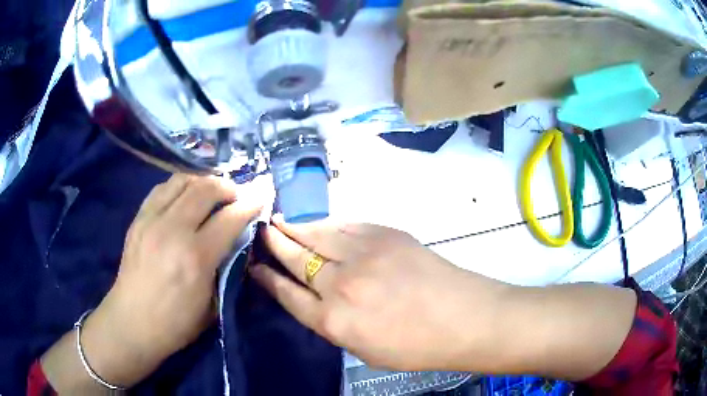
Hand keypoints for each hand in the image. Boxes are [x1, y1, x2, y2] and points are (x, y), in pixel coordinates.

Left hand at [81, 174, 261, 385]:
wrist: (132, 322)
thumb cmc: (176, 323)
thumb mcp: (213, 305)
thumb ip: (227, 268)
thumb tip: (238, 240)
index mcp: (196, 257)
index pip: (230, 217)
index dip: (251, 204)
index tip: (261, 197)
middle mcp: (173, 230)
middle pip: (206, 188)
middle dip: (228, 187)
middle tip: (236, 196)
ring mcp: (151, 220)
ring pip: (182, 180)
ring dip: (203, 182)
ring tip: (211, 193)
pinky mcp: (138, 219)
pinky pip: (162, 188)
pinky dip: (179, 186)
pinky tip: (184, 197)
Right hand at [250, 218, 509, 371]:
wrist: (463, 317)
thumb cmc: (416, 346)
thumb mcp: (364, 350)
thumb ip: (335, 325)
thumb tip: (318, 302)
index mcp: (333, 321)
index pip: (287, 294)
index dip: (268, 279)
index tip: (256, 268)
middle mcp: (339, 285)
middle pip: (295, 259)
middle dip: (274, 244)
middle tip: (262, 234)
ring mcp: (362, 254)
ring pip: (316, 234)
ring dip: (294, 228)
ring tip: (279, 222)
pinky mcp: (384, 234)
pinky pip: (344, 225)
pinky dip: (326, 224)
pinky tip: (318, 224)